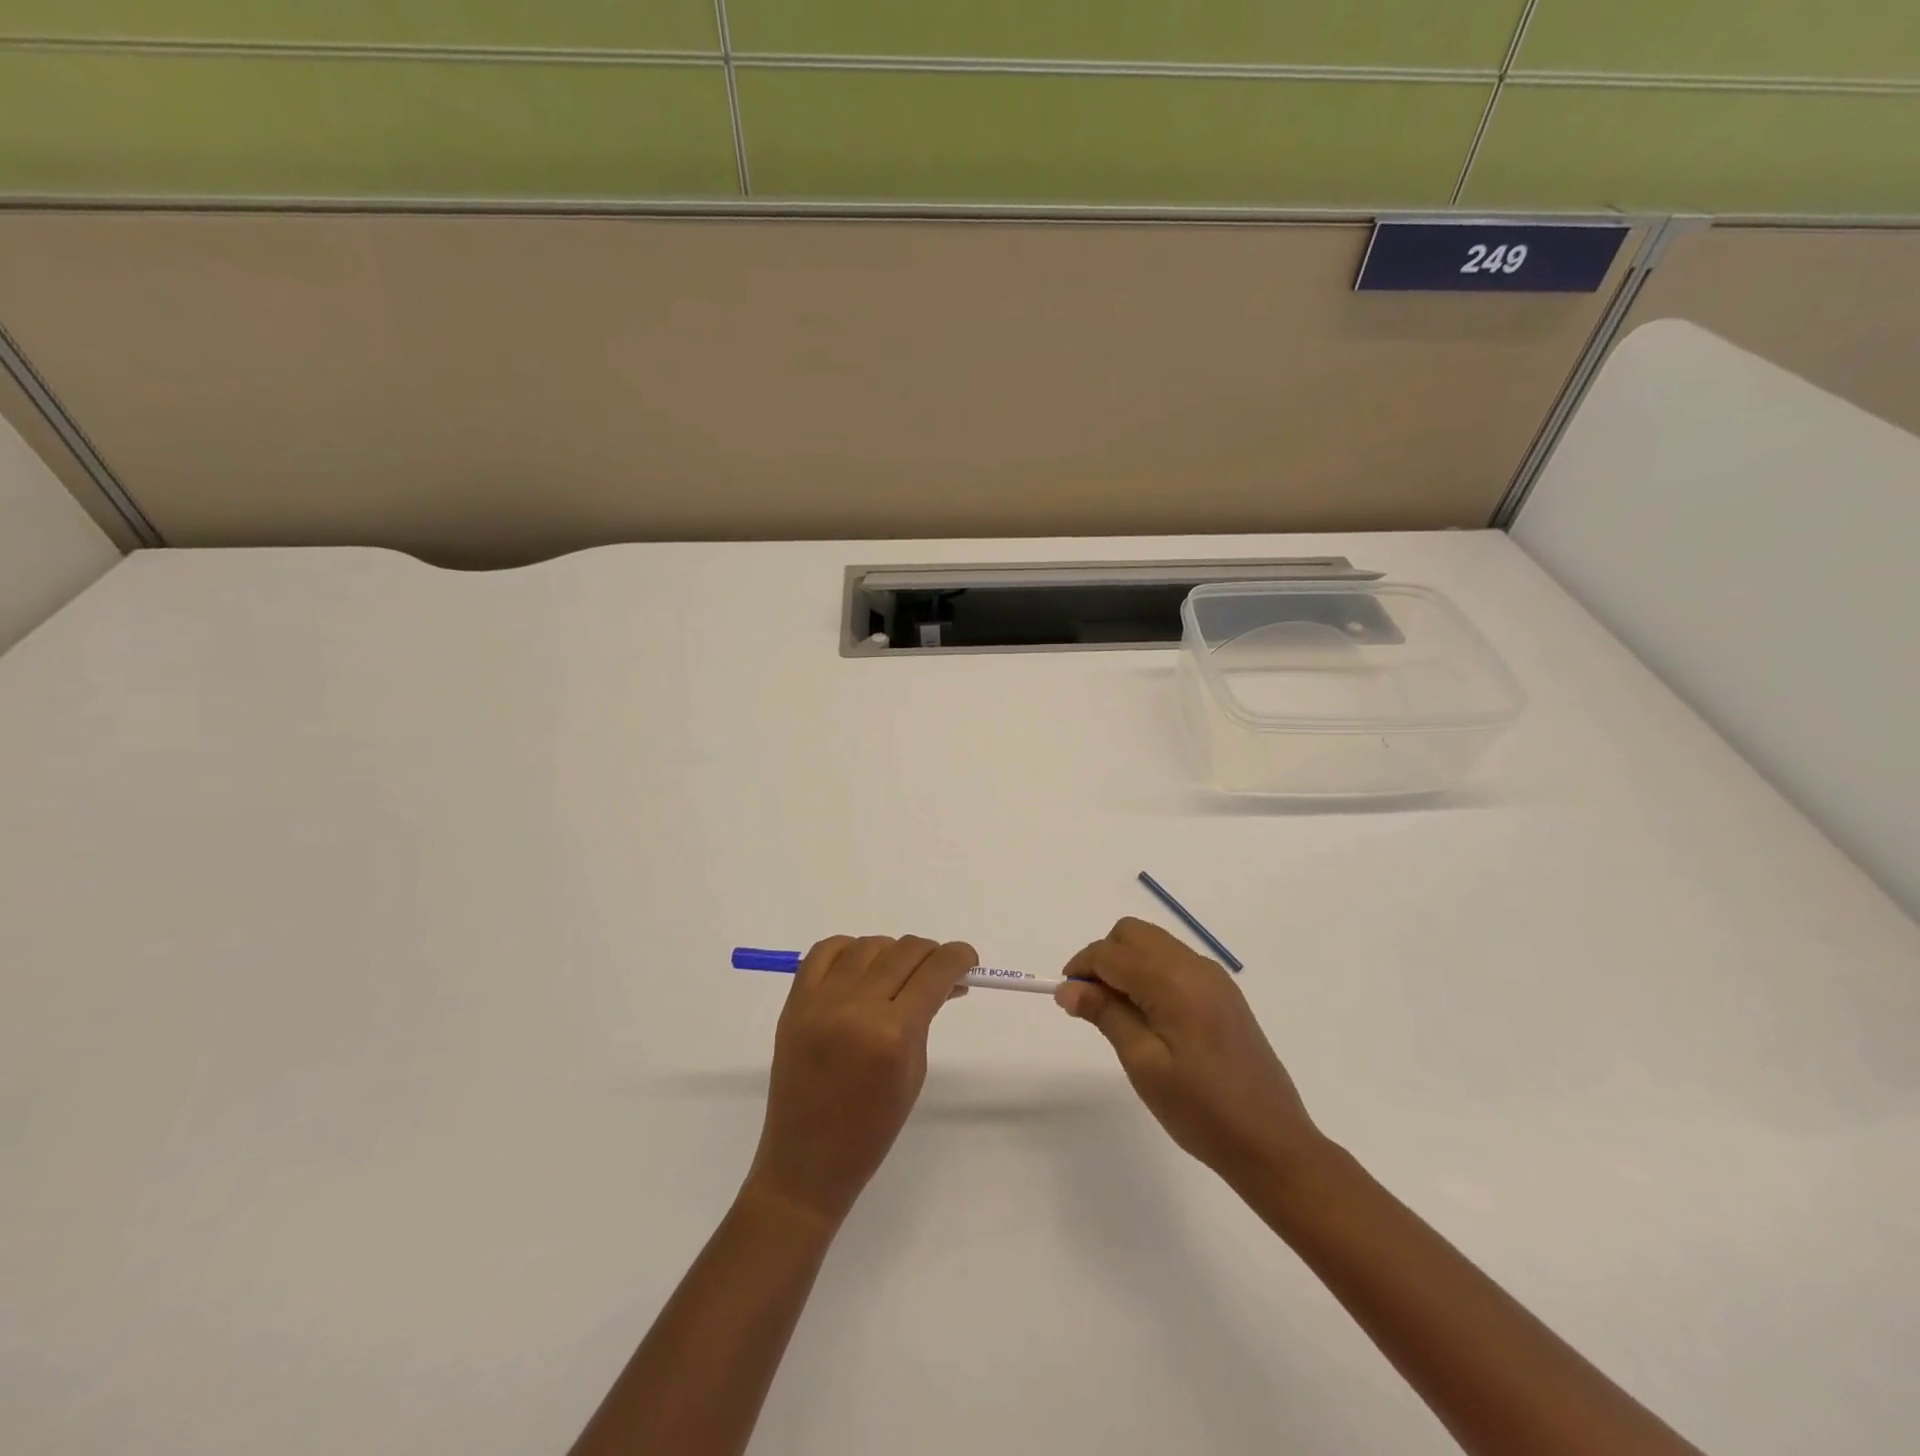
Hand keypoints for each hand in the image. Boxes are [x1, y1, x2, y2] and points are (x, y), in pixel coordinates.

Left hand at [744, 935, 975, 1227]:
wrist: (807, 1161)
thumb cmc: (872, 1128)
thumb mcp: (914, 1070)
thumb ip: (926, 1016)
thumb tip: (943, 979)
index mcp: (893, 1034)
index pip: (935, 972)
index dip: (958, 957)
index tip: (967, 959)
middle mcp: (856, 1007)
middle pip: (904, 951)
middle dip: (930, 954)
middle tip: (938, 969)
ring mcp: (820, 1001)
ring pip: (868, 945)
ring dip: (892, 952)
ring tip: (898, 973)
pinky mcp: (795, 1002)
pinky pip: (825, 951)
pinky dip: (849, 949)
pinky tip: (861, 966)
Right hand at [1056, 918, 1324, 1189]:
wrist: (1273, 1143)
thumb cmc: (1201, 1110)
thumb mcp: (1144, 1065)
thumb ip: (1105, 1015)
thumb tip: (1068, 988)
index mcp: (1174, 981)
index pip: (1111, 953)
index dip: (1081, 968)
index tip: (1066, 999)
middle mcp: (1195, 966)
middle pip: (1133, 934)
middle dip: (1103, 958)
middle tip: (1092, 1004)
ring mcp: (1214, 977)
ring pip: (1154, 944)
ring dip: (1127, 963)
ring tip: (1118, 1013)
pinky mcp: (1224, 993)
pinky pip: (1175, 961)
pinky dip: (1150, 972)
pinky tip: (1150, 1016)